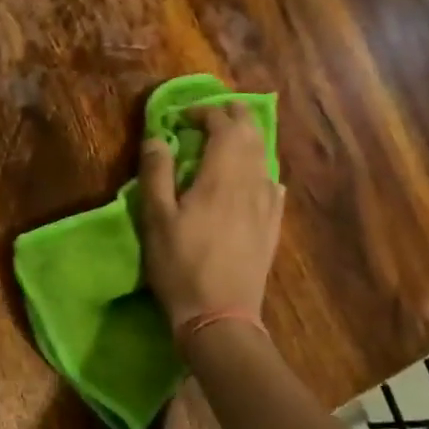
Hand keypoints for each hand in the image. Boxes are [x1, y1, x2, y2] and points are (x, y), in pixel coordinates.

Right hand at [138, 102, 283, 328]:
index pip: (222, 125)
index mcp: (222, 175)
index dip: (204, 112)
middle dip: (233, 116)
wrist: (221, 316)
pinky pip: (272, 184)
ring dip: (248, 139)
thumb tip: (157, 136)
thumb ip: (156, 173)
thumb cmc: (181, 265)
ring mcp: (267, 205)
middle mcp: (251, 182)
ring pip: (264, 157)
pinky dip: (260, 169)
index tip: (182, 117)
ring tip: (229, 140)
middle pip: (251, 134)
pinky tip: (253, 179)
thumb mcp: (156, 218)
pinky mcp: (272, 226)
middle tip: (211, 115)